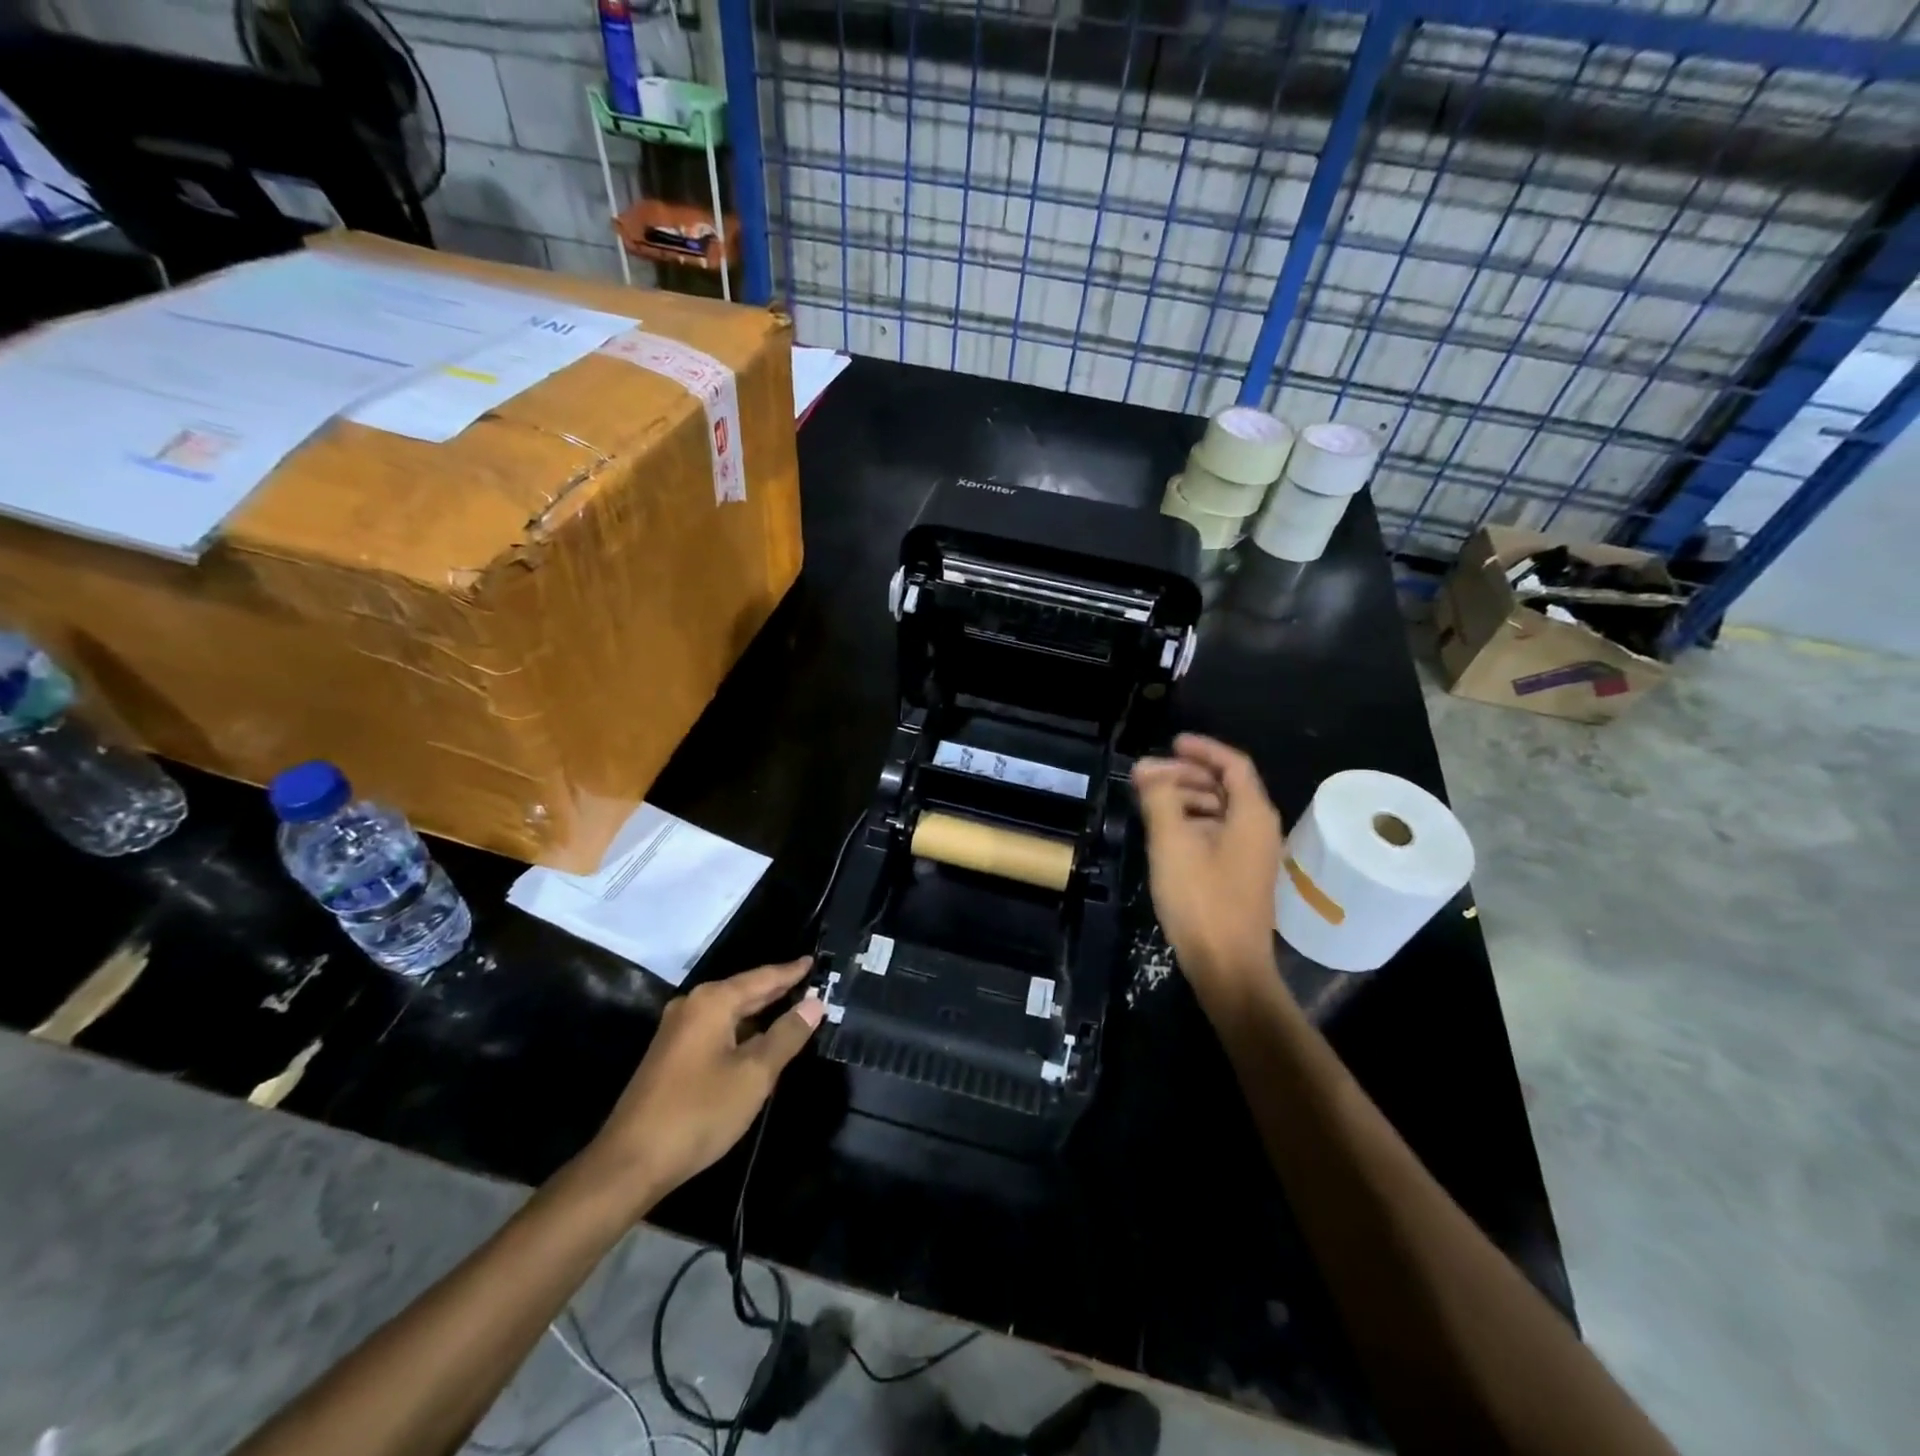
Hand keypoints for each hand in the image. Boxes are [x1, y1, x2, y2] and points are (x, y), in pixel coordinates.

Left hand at [585, 958, 822, 1205]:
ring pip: (730, 1012)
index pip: (763, 977)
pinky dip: (742, 1030)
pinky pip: (717, 1030)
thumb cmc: (699, 1112)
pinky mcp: (671, 1055)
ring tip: (793, 1009)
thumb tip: (814, 1003)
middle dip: (778, 990)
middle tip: (811, 984)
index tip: (814, 961)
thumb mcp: (754, 1074)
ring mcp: (678, 1031)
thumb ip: (787, 1035)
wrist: (630, 1163)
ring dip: (760, 1012)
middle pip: (745, 991)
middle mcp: (692, 1006)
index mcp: (712, 1002)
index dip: (791, 971)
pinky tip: (759, 1041)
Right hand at [1133, 734, 1282, 994]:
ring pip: (1221, 811)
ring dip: (1188, 799)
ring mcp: (1252, 855)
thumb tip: (1146, 766)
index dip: (1202, 749)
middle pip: (1227, 786)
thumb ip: (1159, 799)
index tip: (1171, 742)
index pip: (1233, 764)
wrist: (1229, 968)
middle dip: (1188, 774)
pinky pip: (1218, 834)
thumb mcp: (1172, 844)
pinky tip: (1166, 834)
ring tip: (1152, 802)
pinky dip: (1193, 823)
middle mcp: (1260, 829)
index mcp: (1252, 815)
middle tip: (1150, 776)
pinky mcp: (1241, 876)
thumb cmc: (1201, 901)